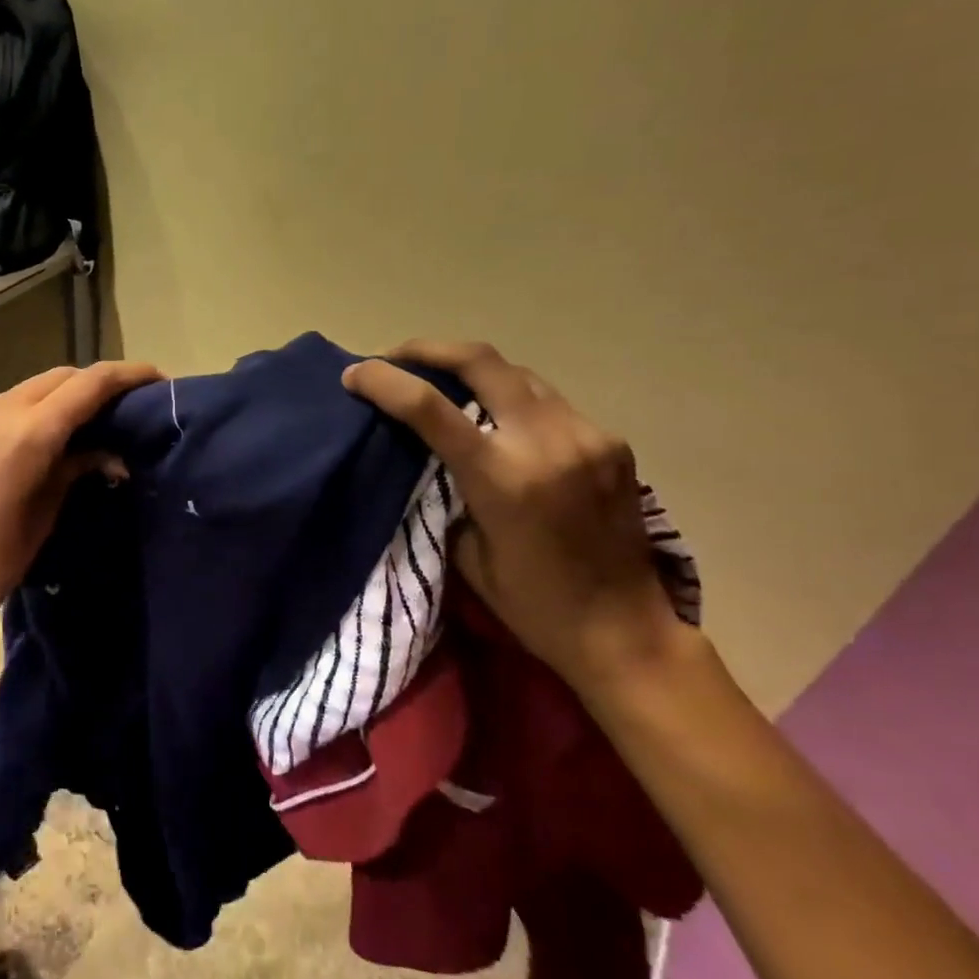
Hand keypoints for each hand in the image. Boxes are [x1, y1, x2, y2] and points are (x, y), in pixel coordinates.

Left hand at [0, 361, 162, 654]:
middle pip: (55, 378)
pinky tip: (13, 451)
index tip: (154, 377)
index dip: (127, 375)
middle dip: (89, 386)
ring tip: (65, 433)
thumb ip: (75, 468)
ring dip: (47, 404)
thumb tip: (110, 452)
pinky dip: (10, 421)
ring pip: (19, 393)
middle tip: (116, 406)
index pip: (88, 385)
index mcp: (26, 434)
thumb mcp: (44, 515)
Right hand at [343, 341, 686, 692]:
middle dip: (430, 349)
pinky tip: (501, 420)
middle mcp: (548, 443)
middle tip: (397, 357)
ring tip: (444, 381)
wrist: (624, 630)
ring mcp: (587, 436)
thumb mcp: (466, 552)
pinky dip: (514, 400)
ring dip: (475, 369)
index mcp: (503, 479)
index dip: (384, 381)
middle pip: (482, 361)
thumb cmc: (531, 604)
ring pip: (519, 373)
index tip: (354, 374)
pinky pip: (551, 402)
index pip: (430, 408)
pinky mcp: (611, 442)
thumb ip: (448, 491)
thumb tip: (433, 454)